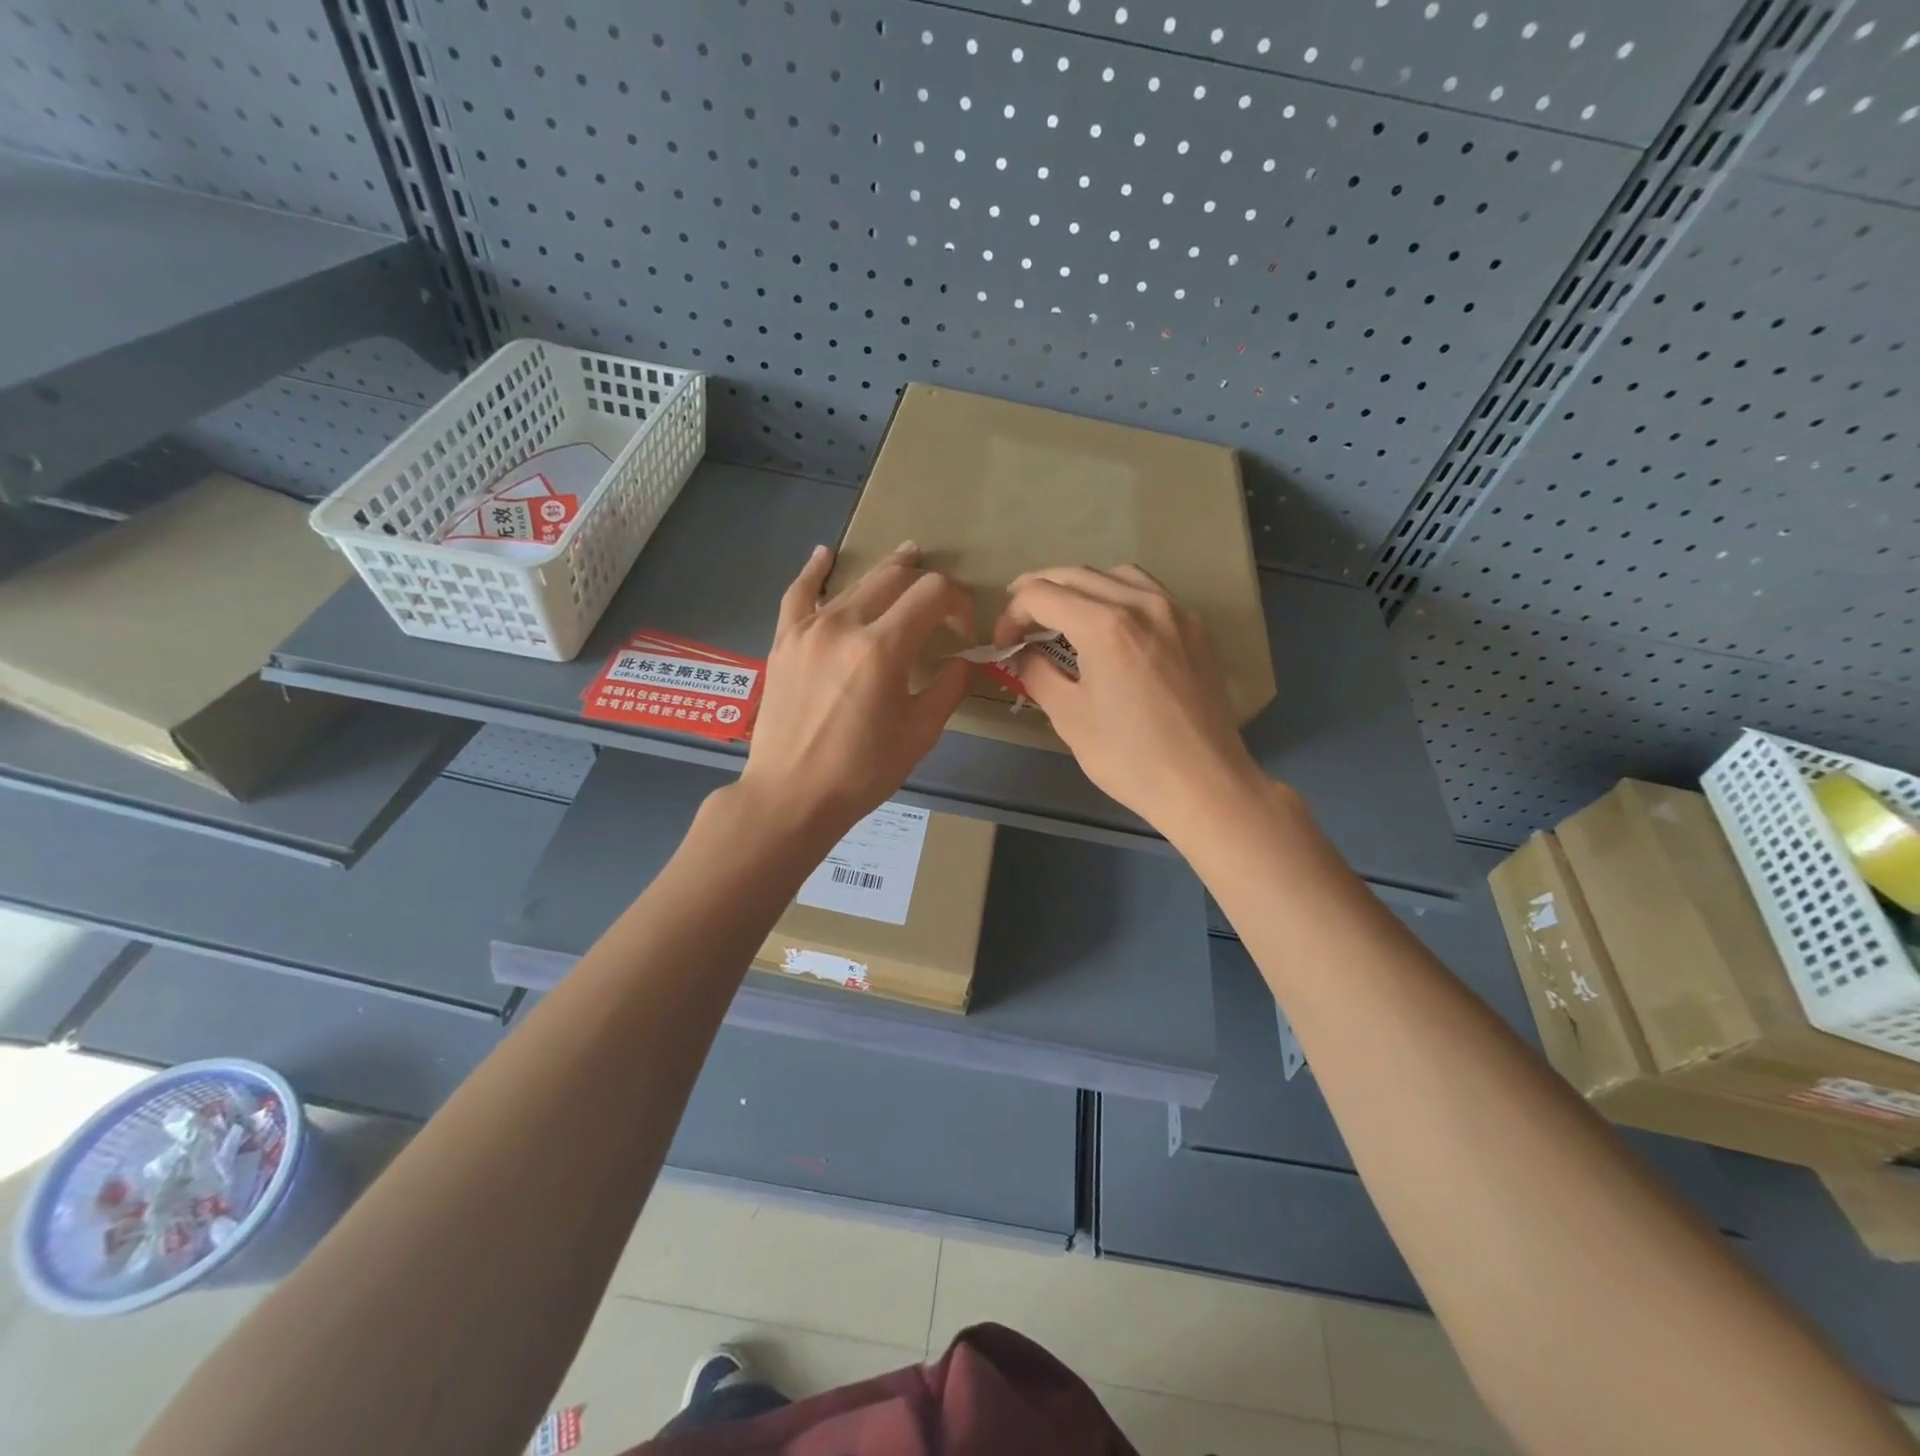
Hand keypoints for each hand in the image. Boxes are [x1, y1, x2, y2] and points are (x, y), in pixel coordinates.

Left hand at [738, 542, 971, 843]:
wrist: (792, 795)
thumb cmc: (861, 771)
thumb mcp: (919, 733)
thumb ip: (949, 687)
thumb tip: (966, 660)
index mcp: (883, 648)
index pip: (932, 593)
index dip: (958, 602)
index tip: (964, 628)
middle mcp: (844, 624)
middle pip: (894, 579)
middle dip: (926, 583)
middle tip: (941, 605)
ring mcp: (809, 628)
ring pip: (854, 583)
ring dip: (886, 572)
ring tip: (907, 560)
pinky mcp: (785, 640)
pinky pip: (799, 594)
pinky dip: (814, 571)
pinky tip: (824, 555)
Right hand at [993, 565, 1264, 837]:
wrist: (1205, 784)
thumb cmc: (1130, 758)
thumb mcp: (1070, 718)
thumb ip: (1037, 674)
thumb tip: (1021, 654)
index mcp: (1105, 626)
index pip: (1042, 594)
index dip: (1012, 614)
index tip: (1004, 643)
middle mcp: (1142, 604)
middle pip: (1076, 574)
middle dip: (1038, 592)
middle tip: (1018, 620)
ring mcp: (1175, 612)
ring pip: (1115, 575)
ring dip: (1080, 587)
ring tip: (1063, 615)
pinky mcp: (1195, 628)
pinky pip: (1148, 592)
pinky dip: (1117, 596)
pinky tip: (1110, 626)